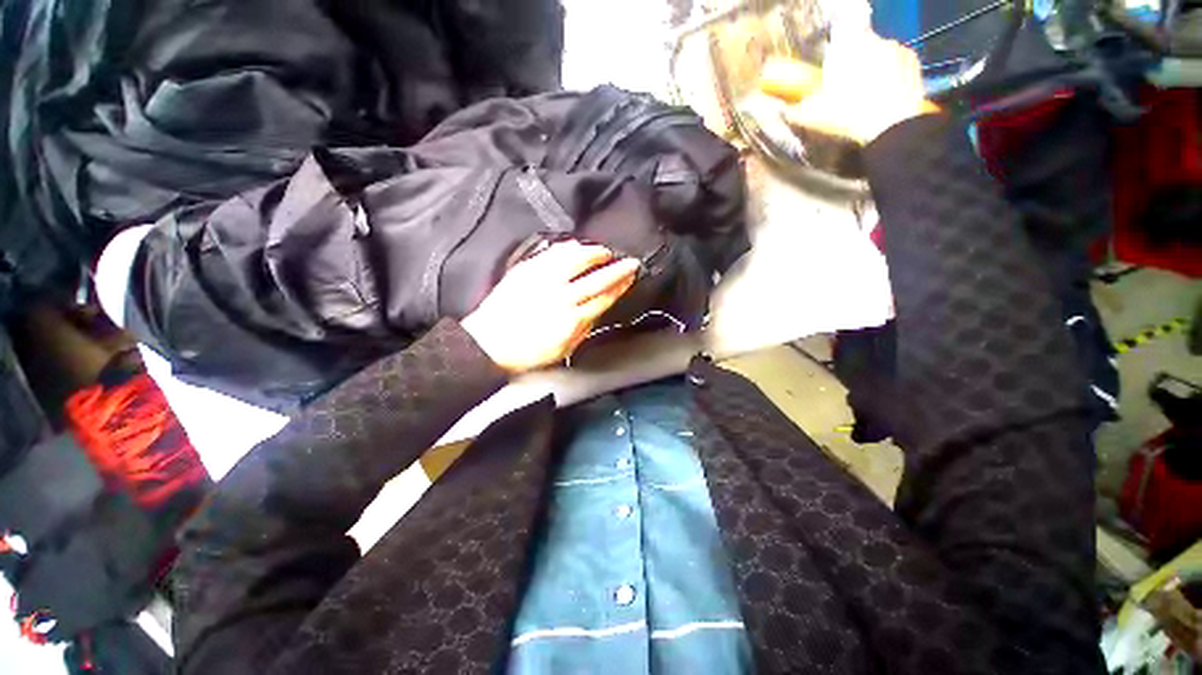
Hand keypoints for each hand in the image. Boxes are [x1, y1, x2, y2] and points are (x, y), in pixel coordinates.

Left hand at [461, 241, 639, 373]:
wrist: (488, 343)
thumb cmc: (527, 352)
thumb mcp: (563, 349)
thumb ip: (584, 328)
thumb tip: (598, 309)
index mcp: (571, 319)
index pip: (604, 298)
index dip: (620, 286)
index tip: (630, 278)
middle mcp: (560, 296)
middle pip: (596, 278)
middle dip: (617, 269)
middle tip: (630, 261)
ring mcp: (542, 280)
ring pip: (576, 259)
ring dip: (594, 253)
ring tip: (604, 252)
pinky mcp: (527, 270)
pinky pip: (553, 253)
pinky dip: (568, 248)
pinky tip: (576, 246)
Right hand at [771, 26, 933, 144]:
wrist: (891, 127)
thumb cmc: (848, 115)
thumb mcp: (814, 117)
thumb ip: (797, 110)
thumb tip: (785, 110)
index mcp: (848, 45)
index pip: (845, 21)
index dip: (840, 32)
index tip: (835, 47)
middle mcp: (873, 39)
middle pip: (860, 42)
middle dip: (853, 58)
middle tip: (844, 84)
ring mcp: (896, 48)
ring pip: (879, 52)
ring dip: (872, 66)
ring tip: (865, 93)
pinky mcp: (913, 62)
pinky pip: (897, 62)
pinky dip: (891, 74)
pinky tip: (884, 93)